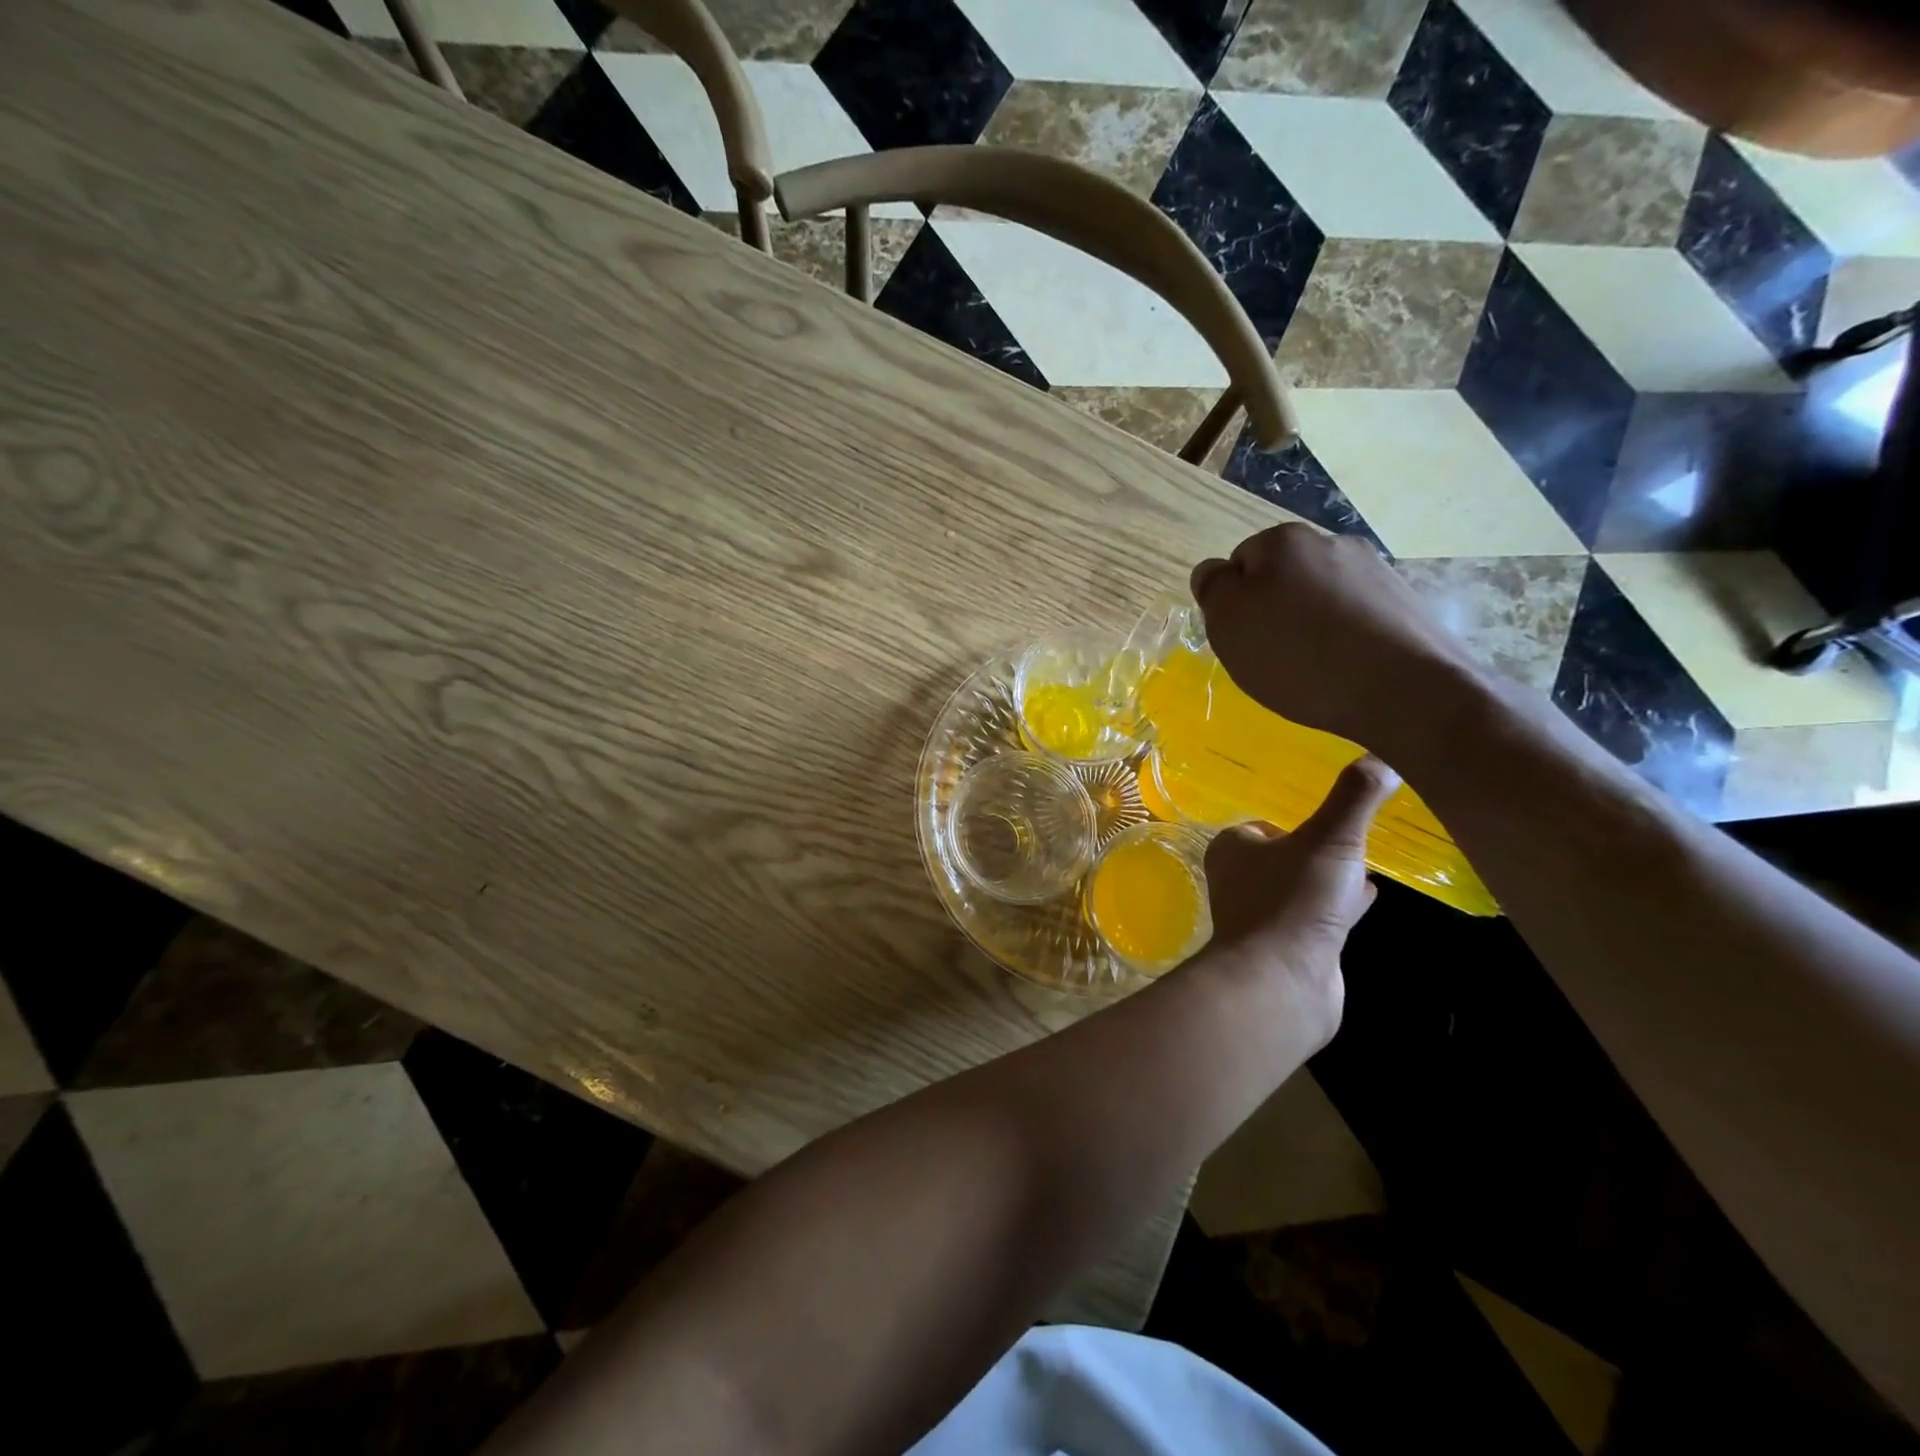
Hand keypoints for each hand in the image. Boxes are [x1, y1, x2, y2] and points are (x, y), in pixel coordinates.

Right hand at [1190, 524, 1479, 748]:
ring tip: (1314, 668)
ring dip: (1311, 622)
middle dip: (1273, 609)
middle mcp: (1331, 542)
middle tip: (1274, 656)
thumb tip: (1216, 572)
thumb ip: (1213, 587)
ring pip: (1321, 596)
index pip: (1238, 563)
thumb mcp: (1229, 623)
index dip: (1234, 603)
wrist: (1405, 690)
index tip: (1243, 639)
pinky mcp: (1406, 602)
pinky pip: (1356, 616)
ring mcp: (1375, 570)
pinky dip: (1345, 637)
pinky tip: (1347, 669)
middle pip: (1282, 577)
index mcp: (1283, 541)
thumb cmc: (1299, 656)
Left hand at [1202, 756, 1401, 1049]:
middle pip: (1284, 853)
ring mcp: (1264, 916)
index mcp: (1234, 848)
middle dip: (1315, 845)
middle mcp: (1242, 879)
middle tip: (1354, 833)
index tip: (1334, 811)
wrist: (1282, 983)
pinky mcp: (1289, 947)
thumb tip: (1383, 754)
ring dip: (1330, 875)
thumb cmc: (1294, 900)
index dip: (1298, 817)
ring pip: (1302, 885)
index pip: (1266, 822)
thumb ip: (1355, 797)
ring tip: (1367, 861)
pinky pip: (1318, 915)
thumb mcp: (1331, 837)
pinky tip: (1368, 898)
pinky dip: (1340, 904)